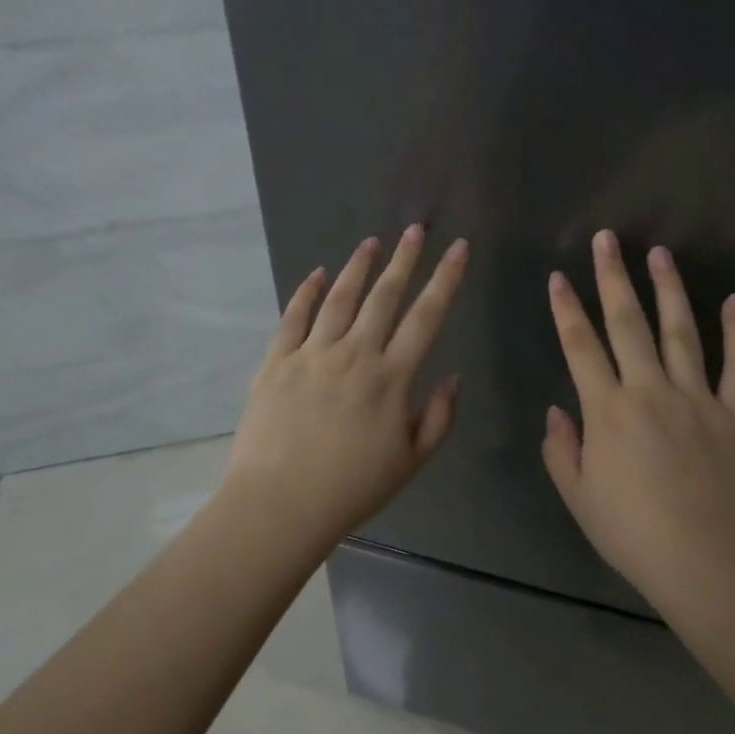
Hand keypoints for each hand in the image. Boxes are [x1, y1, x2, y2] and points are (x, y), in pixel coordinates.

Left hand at [226, 225, 468, 539]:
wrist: (281, 503)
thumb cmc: (352, 488)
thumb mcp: (411, 461)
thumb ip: (439, 417)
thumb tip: (454, 376)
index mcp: (392, 377)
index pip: (426, 316)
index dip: (445, 279)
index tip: (457, 248)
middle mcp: (355, 354)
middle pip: (384, 296)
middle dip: (404, 259)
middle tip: (414, 229)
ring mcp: (312, 353)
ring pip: (340, 299)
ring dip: (358, 267)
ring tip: (371, 242)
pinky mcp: (277, 361)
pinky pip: (294, 317)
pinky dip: (306, 292)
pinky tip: (318, 274)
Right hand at [541, 230, 734, 609]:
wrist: (710, 564)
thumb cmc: (634, 535)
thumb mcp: (579, 498)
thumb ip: (562, 451)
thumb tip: (557, 411)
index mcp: (608, 410)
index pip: (580, 347)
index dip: (566, 310)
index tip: (558, 278)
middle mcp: (650, 390)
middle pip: (628, 323)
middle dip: (613, 278)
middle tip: (607, 239)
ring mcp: (698, 398)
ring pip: (681, 332)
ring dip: (669, 289)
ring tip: (659, 253)